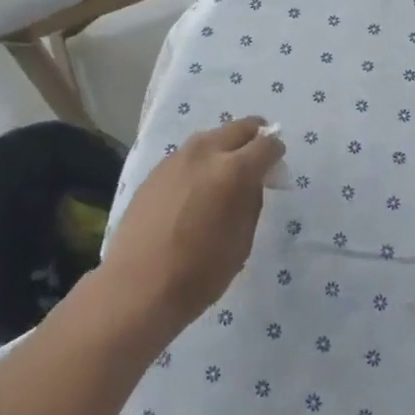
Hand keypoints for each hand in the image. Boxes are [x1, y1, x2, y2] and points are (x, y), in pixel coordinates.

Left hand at [97, 118, 281, 342]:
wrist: (137, 287)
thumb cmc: (199, 272)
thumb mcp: (241, 242)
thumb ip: (251, 202)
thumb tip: (253, 181)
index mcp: (233, 170)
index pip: (266, 145)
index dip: (276, 152)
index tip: (277, 165)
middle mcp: (205, 153)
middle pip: (238, 128)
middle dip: (254, 136)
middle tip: (259, 154)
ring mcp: (177, 158)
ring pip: (211, 136)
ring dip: (225, 145)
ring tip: (228, 168)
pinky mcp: (157, 169)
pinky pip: (188, 153)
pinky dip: (202, 159)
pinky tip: (198, 183)